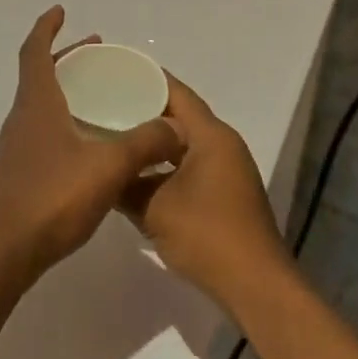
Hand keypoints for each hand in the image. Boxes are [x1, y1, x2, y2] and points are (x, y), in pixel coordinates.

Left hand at [0, 7, 184, 286]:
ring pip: (41, 103)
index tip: (61, 11)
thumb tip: (176, 127)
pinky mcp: (19, 173)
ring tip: (98, 94)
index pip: (34, 51)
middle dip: (67, 57)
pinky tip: (88, 143)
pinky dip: (64, 119)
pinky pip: (44, 129)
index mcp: (37, 103)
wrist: (2, 253)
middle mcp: (23, 118)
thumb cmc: (51, 198)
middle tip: (97, 51)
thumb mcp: (108, 167)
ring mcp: (18, 147)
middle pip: (40, 74)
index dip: (47, 27)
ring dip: (66, 89)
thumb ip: (145, 143)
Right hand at [123, 77, 290, 311]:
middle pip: (179, 117)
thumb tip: (101, 171)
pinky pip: (189, 166)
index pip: (175, 93)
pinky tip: (136, 175)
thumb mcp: (155, 209)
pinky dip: (165, 166)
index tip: (114, 71)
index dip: (146, 79)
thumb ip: (125, 184)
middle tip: (105, 104)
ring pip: (183, 145)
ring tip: (114, 137)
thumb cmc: (207, 236)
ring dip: (154, 142)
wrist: (256, 287)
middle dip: (144, 110)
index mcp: (211, 135)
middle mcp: (222, 145)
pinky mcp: (225, 195)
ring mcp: (226, 171)